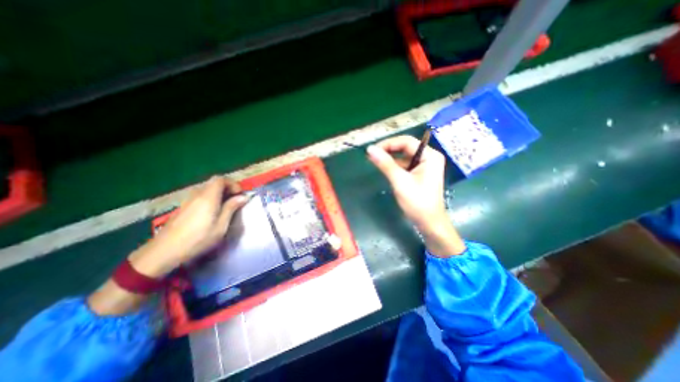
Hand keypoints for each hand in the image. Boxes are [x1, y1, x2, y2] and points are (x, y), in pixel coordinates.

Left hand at [128, 176, 248, 277]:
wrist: (164, 251)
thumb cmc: (198, 239)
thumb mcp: (221, 226)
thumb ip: (231, 208)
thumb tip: (243, 197)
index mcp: (208, 197)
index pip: (221, 179)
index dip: (233, 184)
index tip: (240, 194)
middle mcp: (197, 194)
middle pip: (214, 183)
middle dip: (228, 188)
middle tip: (235, 200)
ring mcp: (188, 200)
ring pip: (207, 189)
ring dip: (219, 193)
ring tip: (226, 206)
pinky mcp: (183, 207)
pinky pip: (200, 196)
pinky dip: (211, 198)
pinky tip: (212, 212)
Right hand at [367, 135, 467, 256]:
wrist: (429, 222)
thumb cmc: (417, 202)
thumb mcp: (400, 181)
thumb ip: (385, 164)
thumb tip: (370, 149)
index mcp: (430, 156)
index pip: (406, 142)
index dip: (388, 143)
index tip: (372, 150)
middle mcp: (429, 157)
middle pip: (406, 147)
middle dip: (388, 150)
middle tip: (372, 155)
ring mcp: (425, 165)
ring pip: (404, 156)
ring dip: (390, 158)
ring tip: (374, 161)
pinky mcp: (420, 173)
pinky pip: (405, 164)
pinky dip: (394, 165)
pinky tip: (384, 168)